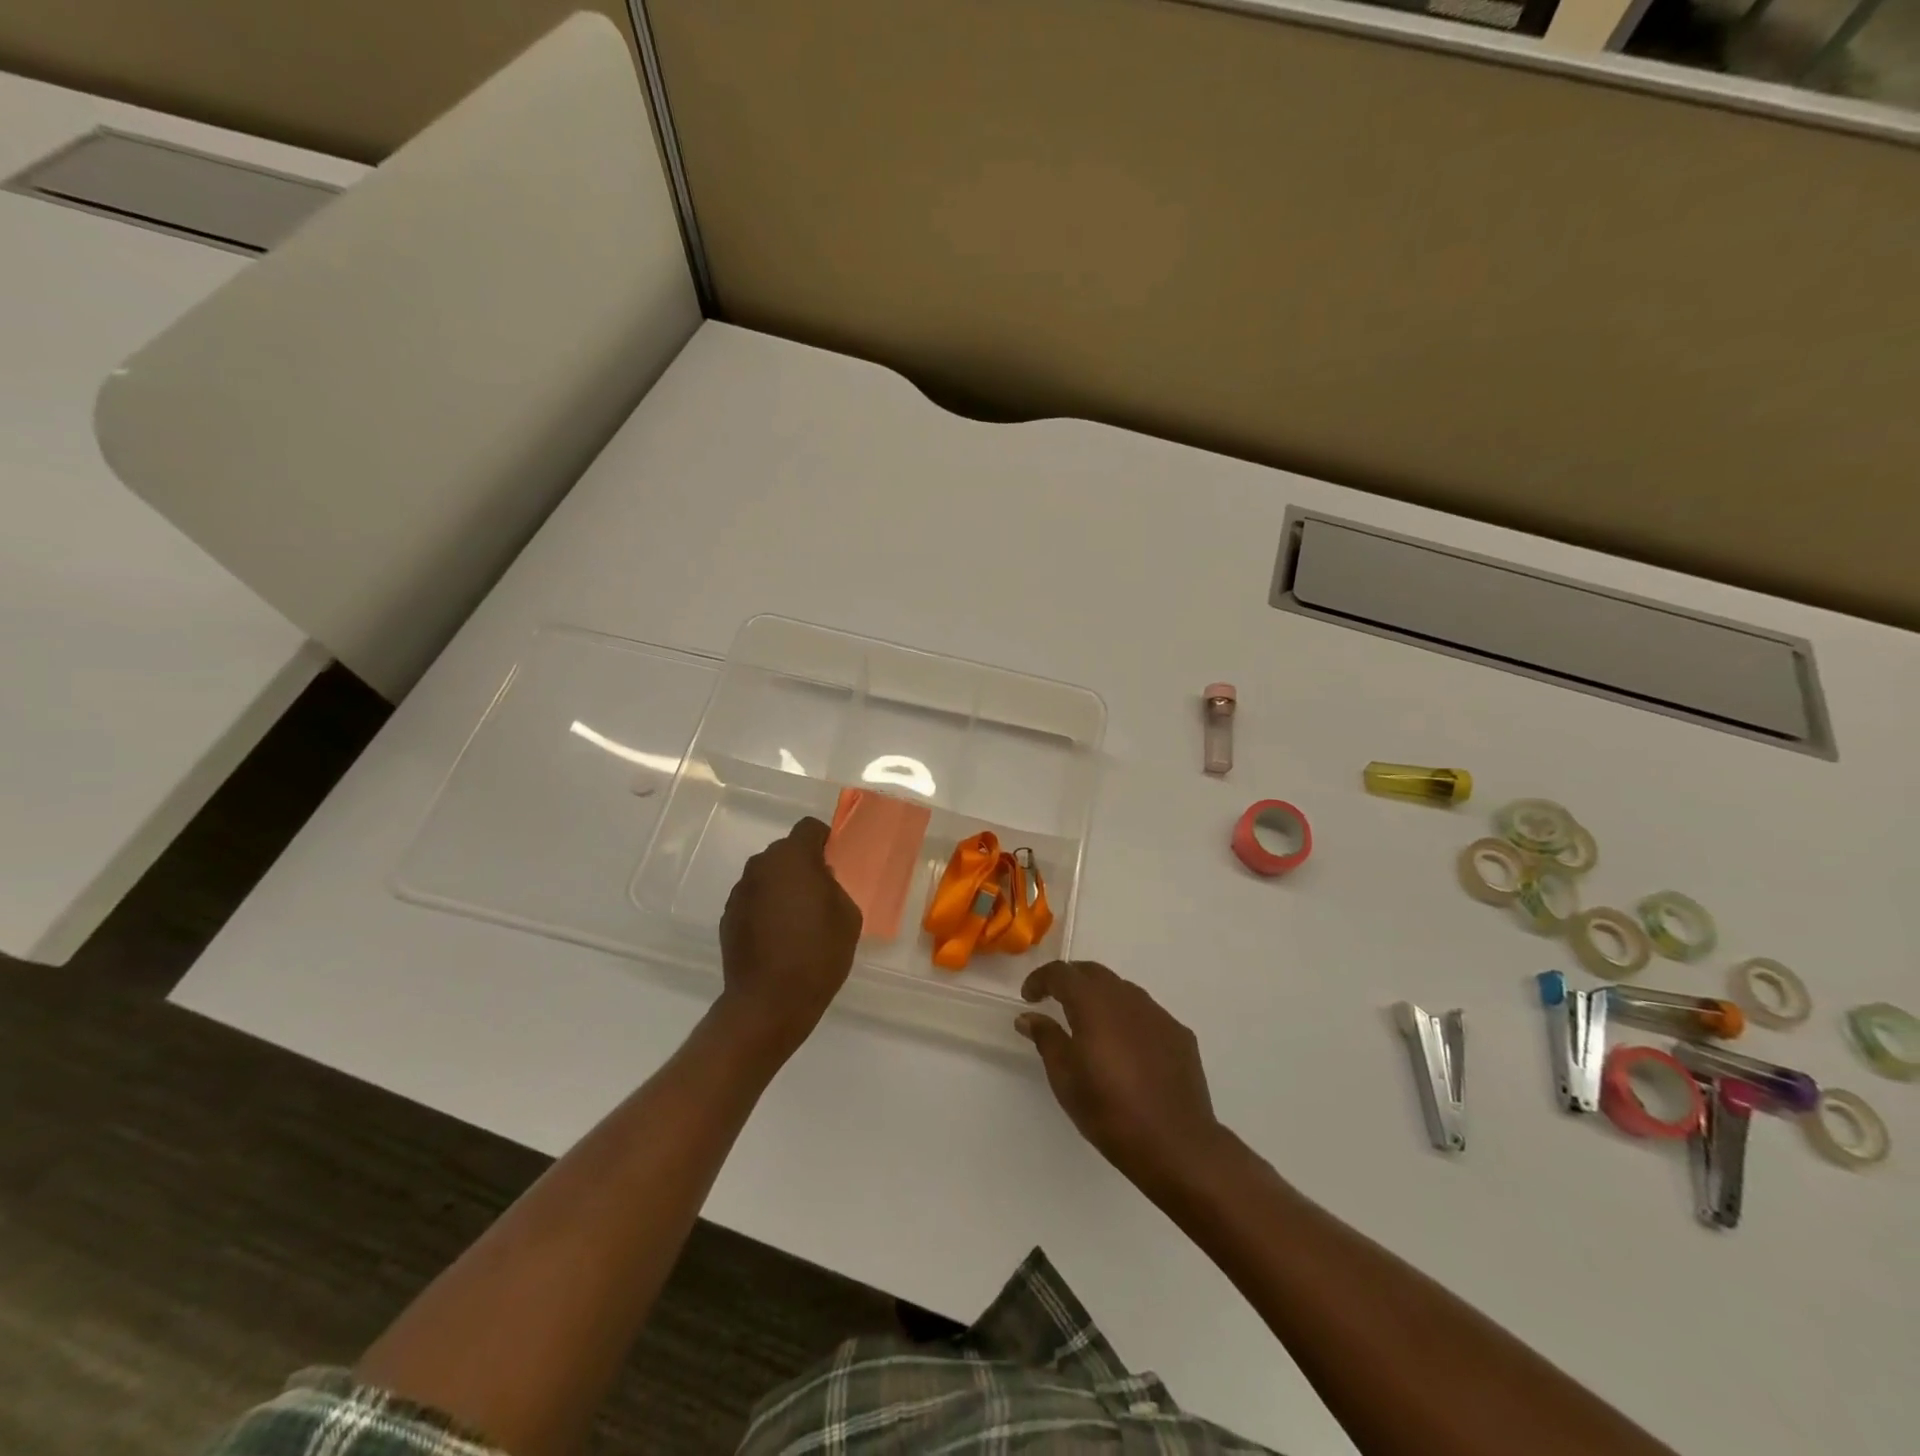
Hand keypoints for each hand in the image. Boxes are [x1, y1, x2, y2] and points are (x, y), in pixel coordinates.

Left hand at [717, 817, 861, 1058]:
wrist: (769, 1002)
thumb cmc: (818, 954)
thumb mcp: (847, 915)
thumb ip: (834, 886)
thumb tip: (819, 881)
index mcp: (793, 858)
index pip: (809, 828)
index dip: (825, 840)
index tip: (835, 862)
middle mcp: (761, 866)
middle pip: (786, 852)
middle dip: (803, 865)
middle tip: (820, 894)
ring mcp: (740, 892)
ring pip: (768, 876)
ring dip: (782, 887)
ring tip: (798, 920)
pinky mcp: (728, 916)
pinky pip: (754, 900)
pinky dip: (766, 908)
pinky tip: (778, 937)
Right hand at [1018, 961, 1228, 1194]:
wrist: (1175, 1144)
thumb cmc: (1109, 1111)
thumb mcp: (1065, 1078)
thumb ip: (1046, 1039)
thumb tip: (1030, 1017)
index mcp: (1094, 1004)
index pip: (1062, 973)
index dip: (1040, 979)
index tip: (1029, 997)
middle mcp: (1127, 998)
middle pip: (1093, 973)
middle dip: (1070, 981)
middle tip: (1055, 1001)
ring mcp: (1157, 1014)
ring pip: (1122, 990)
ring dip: (1100, 997)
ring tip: (1090, 1026)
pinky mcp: (1179, 1033)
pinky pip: (1145, 1013)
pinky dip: (1127, 1019)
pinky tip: (1126, 1048)